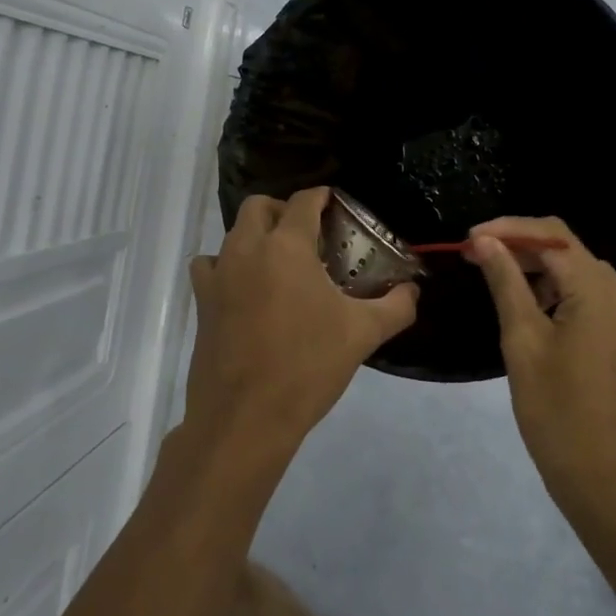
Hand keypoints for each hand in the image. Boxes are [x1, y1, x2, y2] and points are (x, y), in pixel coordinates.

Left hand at [183, 187, 417, 461]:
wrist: (245, 418)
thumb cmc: (307, 367)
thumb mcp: (362, 334)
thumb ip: (396, 306)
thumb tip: (413, 290)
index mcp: (287, 247)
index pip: (304, 201)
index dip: (322, 197)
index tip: (335, 205)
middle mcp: (247, 249)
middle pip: (259, 206)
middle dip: (283, 210)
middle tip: (308, 235)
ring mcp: (219, 275)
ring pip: (233, 234)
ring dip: (255, 236)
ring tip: (279, 263)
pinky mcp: (202, 303)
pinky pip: (210, 267)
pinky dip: (226, 267)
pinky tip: (245, 290)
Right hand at [467, 217, 615, 515]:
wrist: (611, 486)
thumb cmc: (558, 415)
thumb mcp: (523, 343)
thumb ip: (507, 284)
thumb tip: (487, 242)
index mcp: (599, 292)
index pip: (552, 236)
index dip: (508, 229)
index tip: (471, 241)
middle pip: (570, 252)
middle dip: (523, 250)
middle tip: (479, 260)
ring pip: (584, 277)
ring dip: (544, 274)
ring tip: (504, 288)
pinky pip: (599, 303)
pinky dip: (566, 298)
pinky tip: (539, 317)